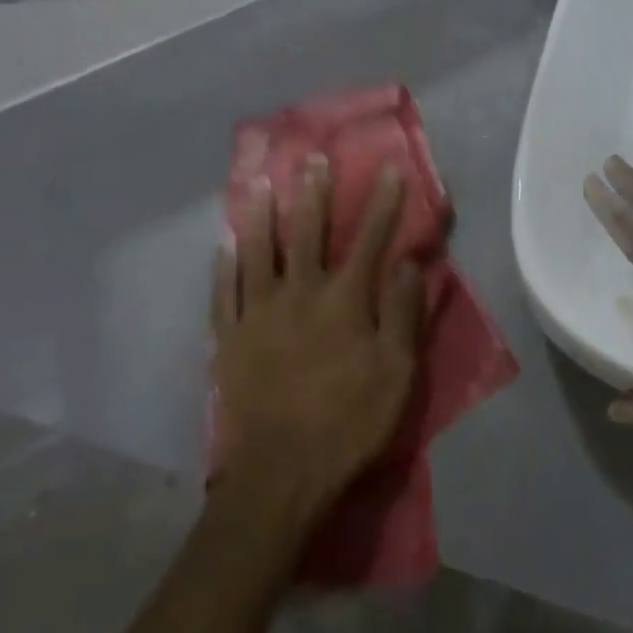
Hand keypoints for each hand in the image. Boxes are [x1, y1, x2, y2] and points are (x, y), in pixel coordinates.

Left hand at [210, 158, 424, 526]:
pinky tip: (221, 246)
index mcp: (343, 301)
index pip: (368, 240)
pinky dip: (223, 267)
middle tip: (311, 159)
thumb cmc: (348, 422)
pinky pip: (224, 293)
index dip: (381, 203)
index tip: (388, 169)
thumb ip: (403, 312)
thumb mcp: (396, 372)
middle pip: (306, 233)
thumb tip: (411, 262)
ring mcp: (258, 315)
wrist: (279, 473)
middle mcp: (298, 294)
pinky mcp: (229, 340)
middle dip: (313, 194)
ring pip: (257, 253)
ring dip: (261, 216)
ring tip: (261, 184)